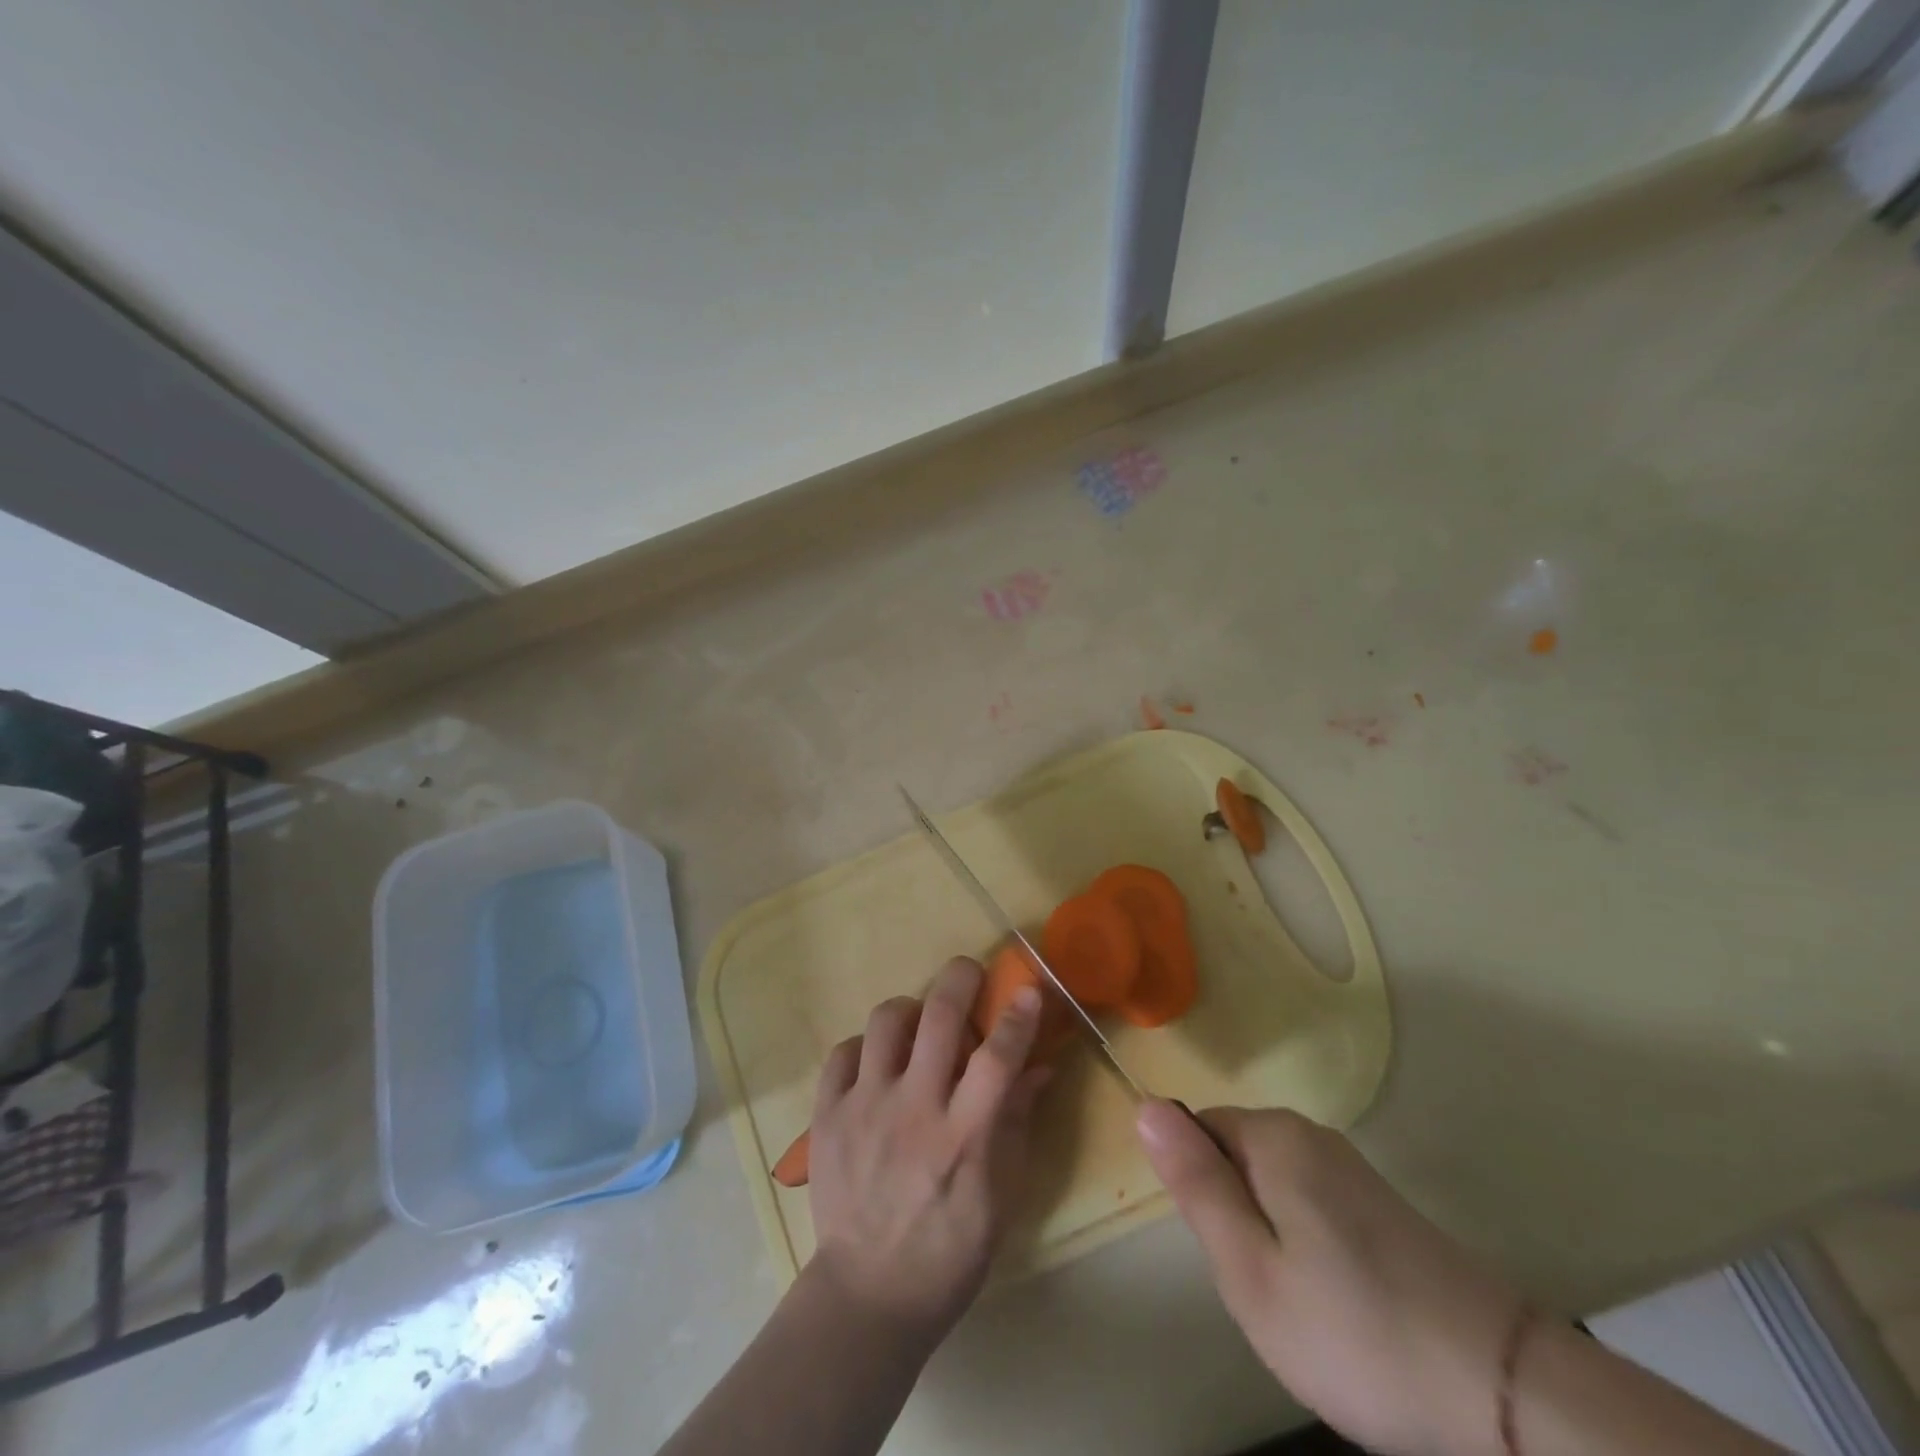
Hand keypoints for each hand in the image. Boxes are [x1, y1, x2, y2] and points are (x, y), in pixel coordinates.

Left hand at [806, 957, 1050, 1341]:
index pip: (997, 1057)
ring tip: (917, 1025)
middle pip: (938, 1017)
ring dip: (909, 1010)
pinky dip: (863, 1048)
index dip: (1017, 1016)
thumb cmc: (950, 1251)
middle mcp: (914, 1110)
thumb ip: (1017, 1123)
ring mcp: (865, 1108)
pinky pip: (842, 1052)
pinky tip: (876, 1065)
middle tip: (968, 974)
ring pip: (885, 1021)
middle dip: (959, 979)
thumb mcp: (1002, 1196)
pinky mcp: (827, 1115)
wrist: (869, 1294)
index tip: (1028, 988)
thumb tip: (1039, 1066)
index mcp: (964, 1136)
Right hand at [1138, 1102, 1521, 1455]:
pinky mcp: (1382, 1204)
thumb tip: (1146, 1104)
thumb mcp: (1249, 1269)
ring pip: (1272, 1184)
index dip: (1199, 1190)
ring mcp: (1351, 1168)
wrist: (1503, 1390)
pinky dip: (1306, 1245)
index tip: (1226, 1251)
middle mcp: (1311, 1134)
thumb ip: (1195, 1183)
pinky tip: (1337, 1303)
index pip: (1198, 1129)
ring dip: (1268, 1234)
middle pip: (1236, 1155)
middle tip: (1262, 1286)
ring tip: (1300, 1302)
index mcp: (1273, 1137)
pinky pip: (1310, 1204)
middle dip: (1233, 1214)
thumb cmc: (1352, 1330)